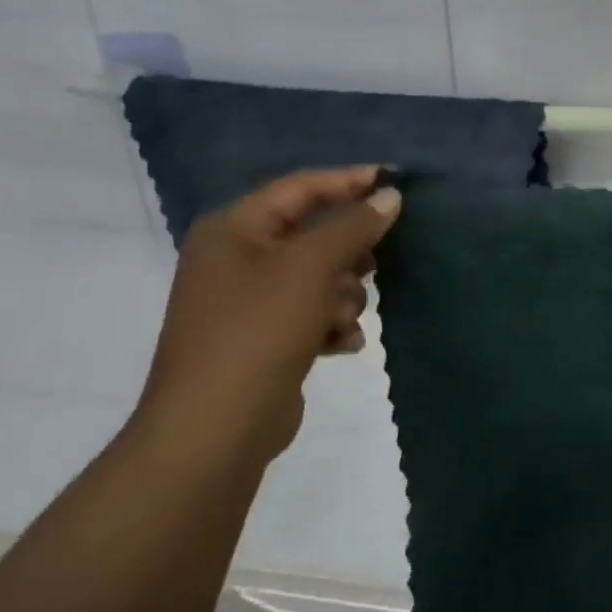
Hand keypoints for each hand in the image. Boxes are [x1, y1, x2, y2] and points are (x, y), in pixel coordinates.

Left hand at [135, 168, 400, 465]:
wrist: (214, 430)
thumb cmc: (259, 330)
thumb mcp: (311, 267)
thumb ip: (354, 226)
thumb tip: (390, 195)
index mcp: (234, 229)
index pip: (302, 187)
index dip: (351, 181)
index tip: (397, 183)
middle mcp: (237, 259)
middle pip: (313, 234)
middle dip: (349, 252)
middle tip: (378, 261)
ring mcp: (248, 302)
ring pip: (318, 277)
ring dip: (343, 295)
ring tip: (343, 318)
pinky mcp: (263, 339)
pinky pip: (311, 313)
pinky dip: (331, 324)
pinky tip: (342, 344)